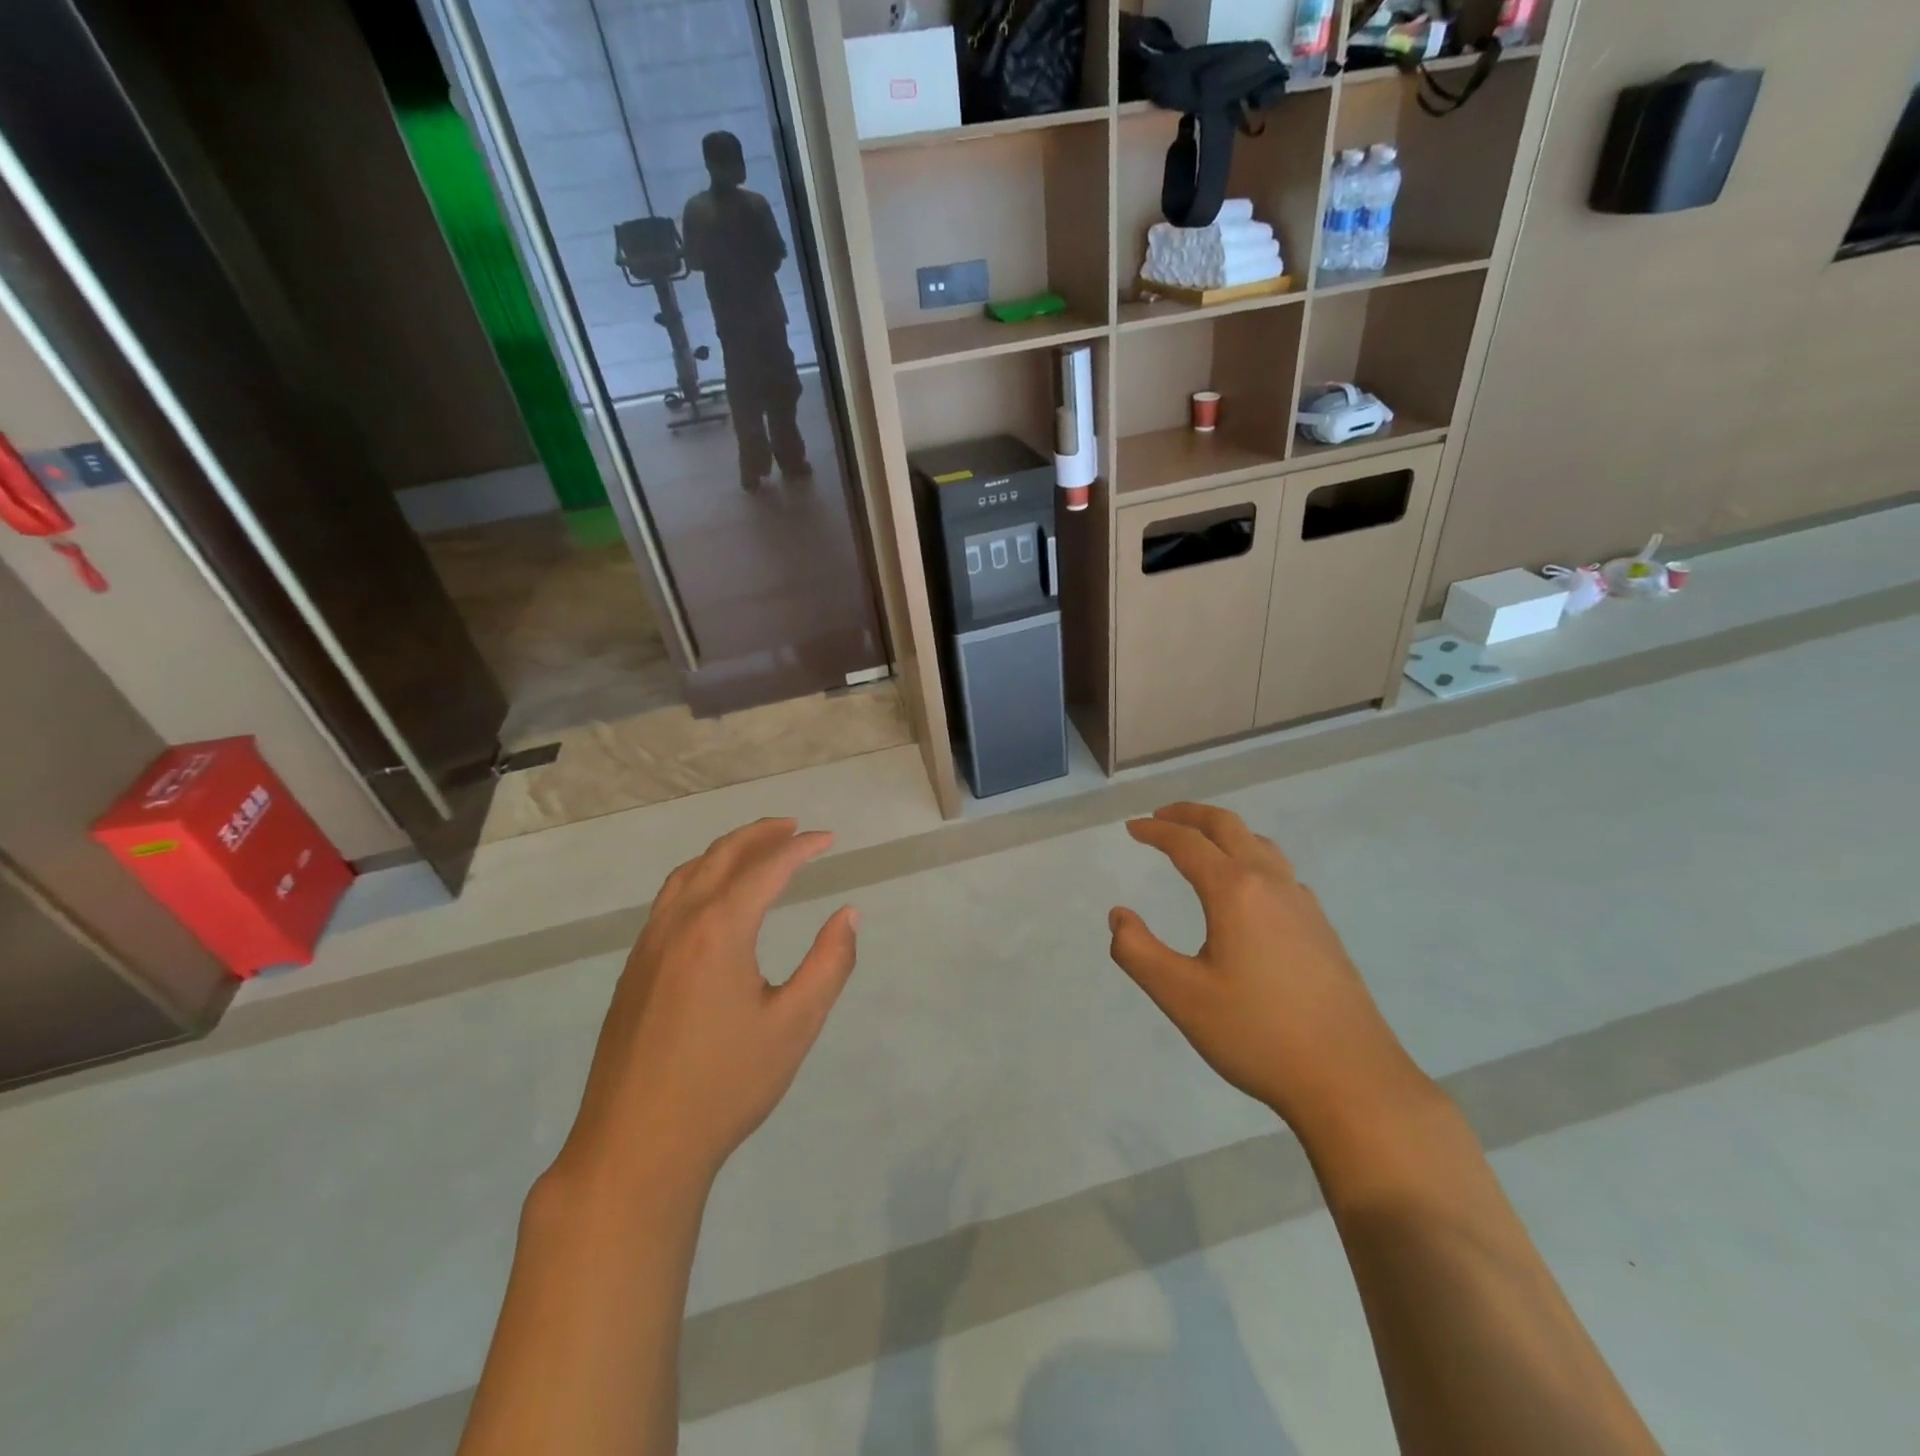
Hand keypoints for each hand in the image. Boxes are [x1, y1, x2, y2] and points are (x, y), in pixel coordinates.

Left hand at [554, 819, 858, 1192]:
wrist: (635, 1147)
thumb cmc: (725, 1086)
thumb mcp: (794, 1025)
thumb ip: (829, 963)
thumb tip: (848, 915)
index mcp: (719, 930)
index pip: (766, 868)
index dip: (802, 848)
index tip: (830, 839)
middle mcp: (678, 924)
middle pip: (721, 856)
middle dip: (760, 835)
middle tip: (794, 827)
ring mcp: (648, 945)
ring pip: (687, 874)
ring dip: (725, 851)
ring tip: (757, 849)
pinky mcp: (634, 969)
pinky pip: (668, 899)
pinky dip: (699, 876)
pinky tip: (713, 898)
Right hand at [1109, 803, 1427, 1137]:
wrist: (1352, 1081)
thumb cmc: (1258, 1035)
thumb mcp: (1181, 997)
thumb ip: (1137, 951)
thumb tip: (1119, 916)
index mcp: (1235, 891)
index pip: (1187, 843)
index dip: (1155, 831)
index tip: (1132, 828)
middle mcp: (1271, 883)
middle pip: (1228, 826)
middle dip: (1190, 815)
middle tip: (1160, 817)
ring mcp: (1303, 904)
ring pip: (1259, 845)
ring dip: (1224, 833)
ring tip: (1200, 843)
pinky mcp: (1322, 928)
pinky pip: (1279, 870)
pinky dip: (1249, 857)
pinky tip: (1245, 890)